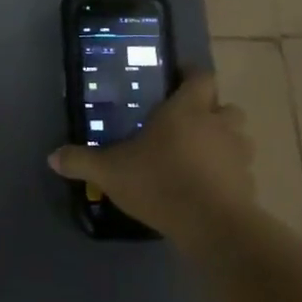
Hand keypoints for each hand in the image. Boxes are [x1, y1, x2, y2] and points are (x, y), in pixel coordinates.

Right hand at [47, 72, 255, 237]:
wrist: (212, 226)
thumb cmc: (160, 182)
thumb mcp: (111, 171)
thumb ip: (82, 161)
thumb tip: (52, 157)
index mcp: (188, 109)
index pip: (200, 76)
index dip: (191, 75)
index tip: (178, 80)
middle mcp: (219, 124)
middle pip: (226, 106)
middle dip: (211, 112)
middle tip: (187, 124)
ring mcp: (239, 155)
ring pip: (238, 138)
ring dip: (224, 143)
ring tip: (200, 158)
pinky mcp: (249, 185)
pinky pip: (241, 172)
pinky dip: (229, 176)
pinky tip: (208, 190)